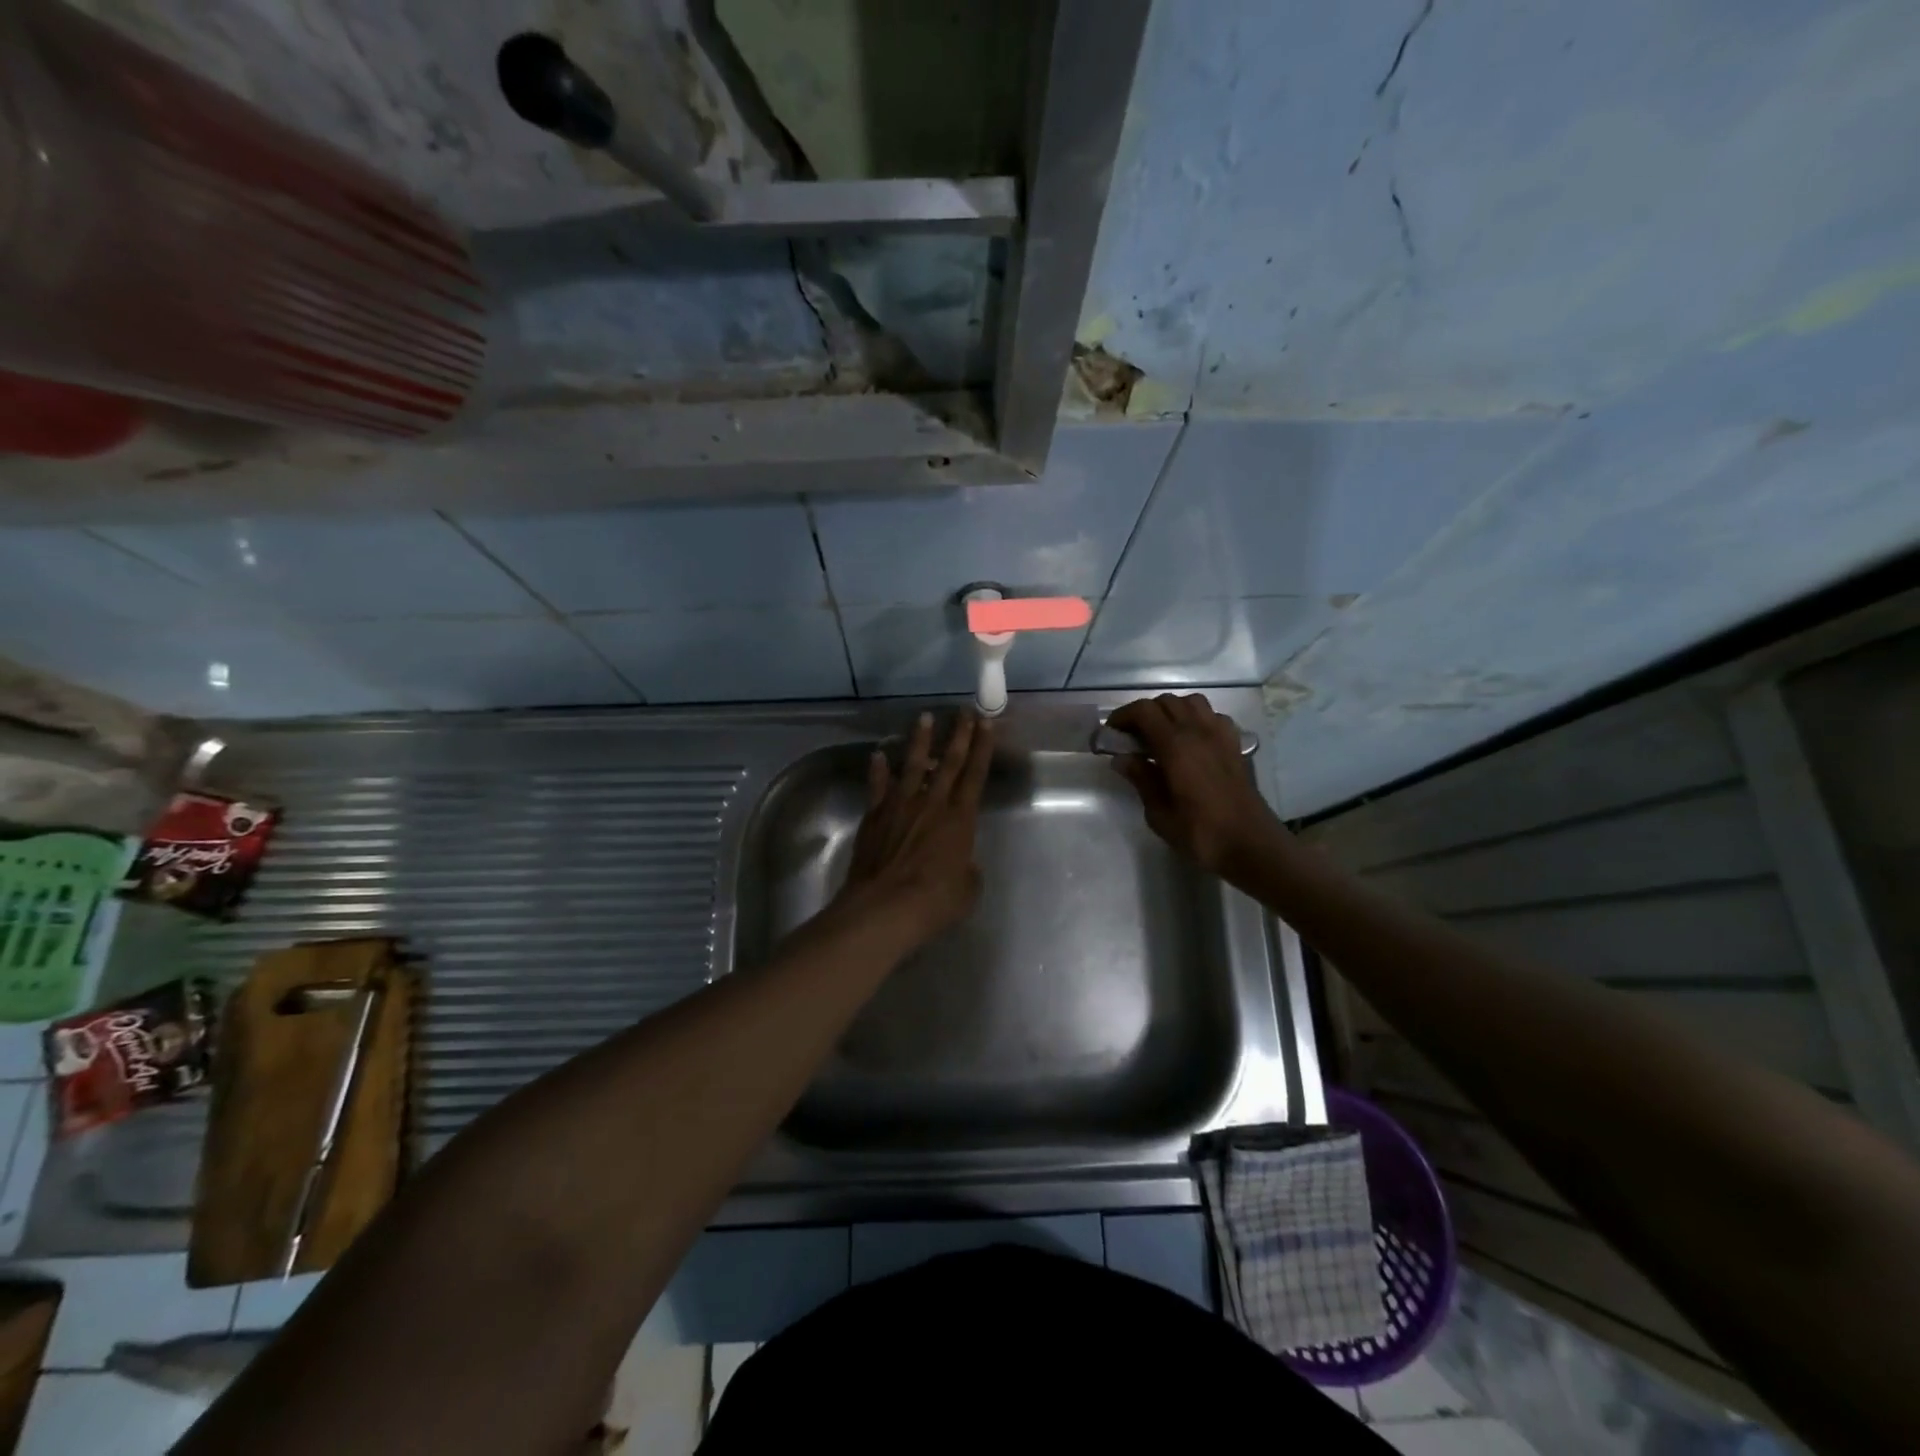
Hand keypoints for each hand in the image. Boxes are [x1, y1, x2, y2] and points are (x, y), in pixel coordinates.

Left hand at [833, 711, 993, 947]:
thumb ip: (967, 870)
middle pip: (948, 762)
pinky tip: (878, 755)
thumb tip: (961, 863)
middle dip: (959, 734)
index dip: (983, 748)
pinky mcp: (874, 816)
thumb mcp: (967, 889)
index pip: (975, 775)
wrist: (885, 908)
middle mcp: (932, 803)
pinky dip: (878, 770)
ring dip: (920, 741)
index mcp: (960, 819)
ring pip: (912, 765)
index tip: (986, 723)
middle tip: (963, 711)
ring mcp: (900, 806)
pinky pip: (878, 787)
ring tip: (925, 718)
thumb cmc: (935, 901)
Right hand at [1107, 694, 1283, 878]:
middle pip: (1167, 702)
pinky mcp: (1235, 746)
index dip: (1123, 716)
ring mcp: (1221, 736)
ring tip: (1160, 735)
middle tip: (1131, 737)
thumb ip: (1141, 780)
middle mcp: (1199, 732)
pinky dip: (1196, 719)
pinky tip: (1190, 741)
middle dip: (1144, 713)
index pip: (1144, 711)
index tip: (1110, 732)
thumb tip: (1121, 758)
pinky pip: (1213, 717)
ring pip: (1192, 703)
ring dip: (1171, 711)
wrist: (1252, 846)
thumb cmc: (1201, 834)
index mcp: (1176, 746)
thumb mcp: (1159, 814)